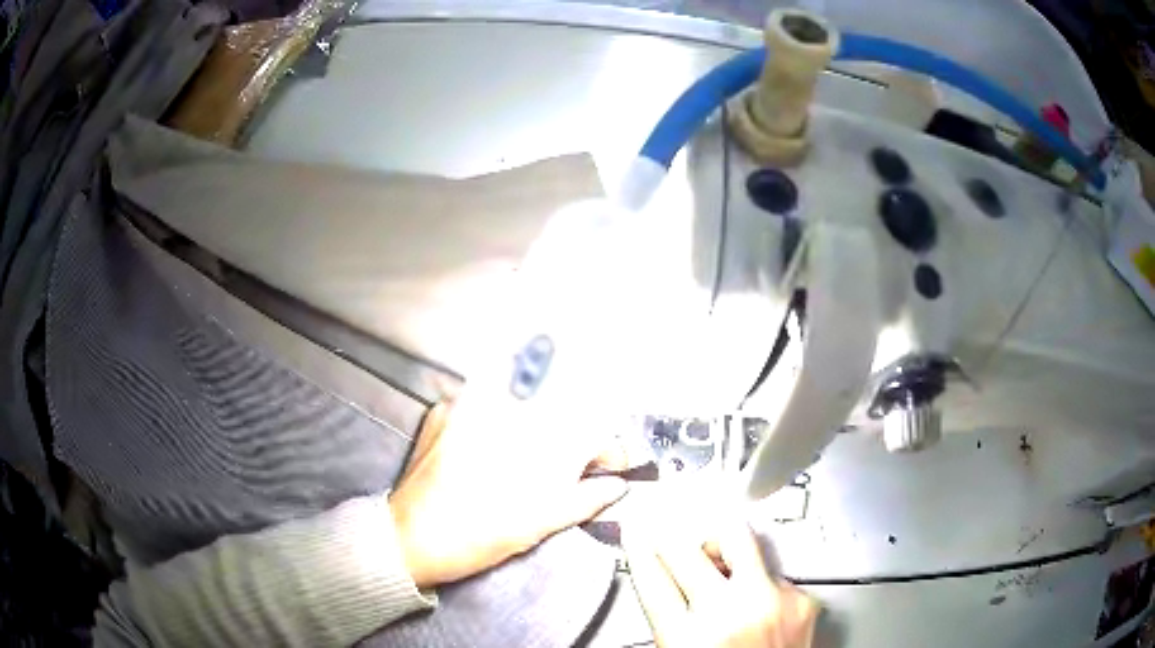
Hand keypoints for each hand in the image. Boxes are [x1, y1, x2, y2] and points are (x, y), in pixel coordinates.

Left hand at [389, 396, 628, 588]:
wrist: (410, 538)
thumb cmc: (480, 536)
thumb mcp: (540, 523)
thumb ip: (585, 500)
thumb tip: (618, 486)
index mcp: (533, 442)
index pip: (589, 431)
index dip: (606, 450)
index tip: (608, 469)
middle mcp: (504, 410)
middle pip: (557, 407)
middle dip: (570, 434)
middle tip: (567, 465)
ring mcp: (467, 404)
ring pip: (517, 401)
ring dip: (533, 424)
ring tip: (525, 459)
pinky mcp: (441, 410)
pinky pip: (480, 405)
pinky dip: (493, 423)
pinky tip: (486, 451)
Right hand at [623, 516, 818, 647]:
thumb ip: (672, 622)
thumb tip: (662, 582)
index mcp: (690, 639)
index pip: (653, 580)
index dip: (639, 552)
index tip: (635, 534)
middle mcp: (731, 614)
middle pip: (689, 552)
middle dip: (673, 541)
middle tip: (669, 538)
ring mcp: (772, 602)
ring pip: (739, 543)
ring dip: (722, 549)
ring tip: (719, 563)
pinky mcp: (802, 599)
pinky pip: (771, 572)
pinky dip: (759, 580)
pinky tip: (758, 600)